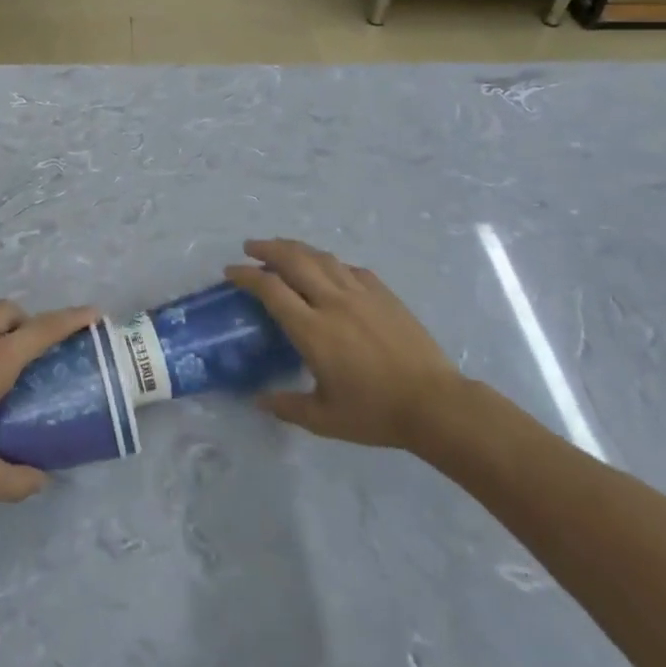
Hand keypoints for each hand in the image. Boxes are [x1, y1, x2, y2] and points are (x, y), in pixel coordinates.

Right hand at [228, 239, 462, 451]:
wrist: (434, 403)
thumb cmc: (375, 413)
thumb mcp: (324, 419)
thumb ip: (286, 406)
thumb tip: (256, 400)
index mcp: (313, 330)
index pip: (271, 289)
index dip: (247, 275)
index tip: (231, 271)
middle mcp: (333, 302)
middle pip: (293, 260)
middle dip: (267, 248)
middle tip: (250, 247)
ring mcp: (361, 294)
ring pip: (322, 257)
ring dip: (296, 248)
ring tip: (282, 248)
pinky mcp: (384, 294)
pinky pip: (350, 268)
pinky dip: (330, 263)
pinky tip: (327, 268)